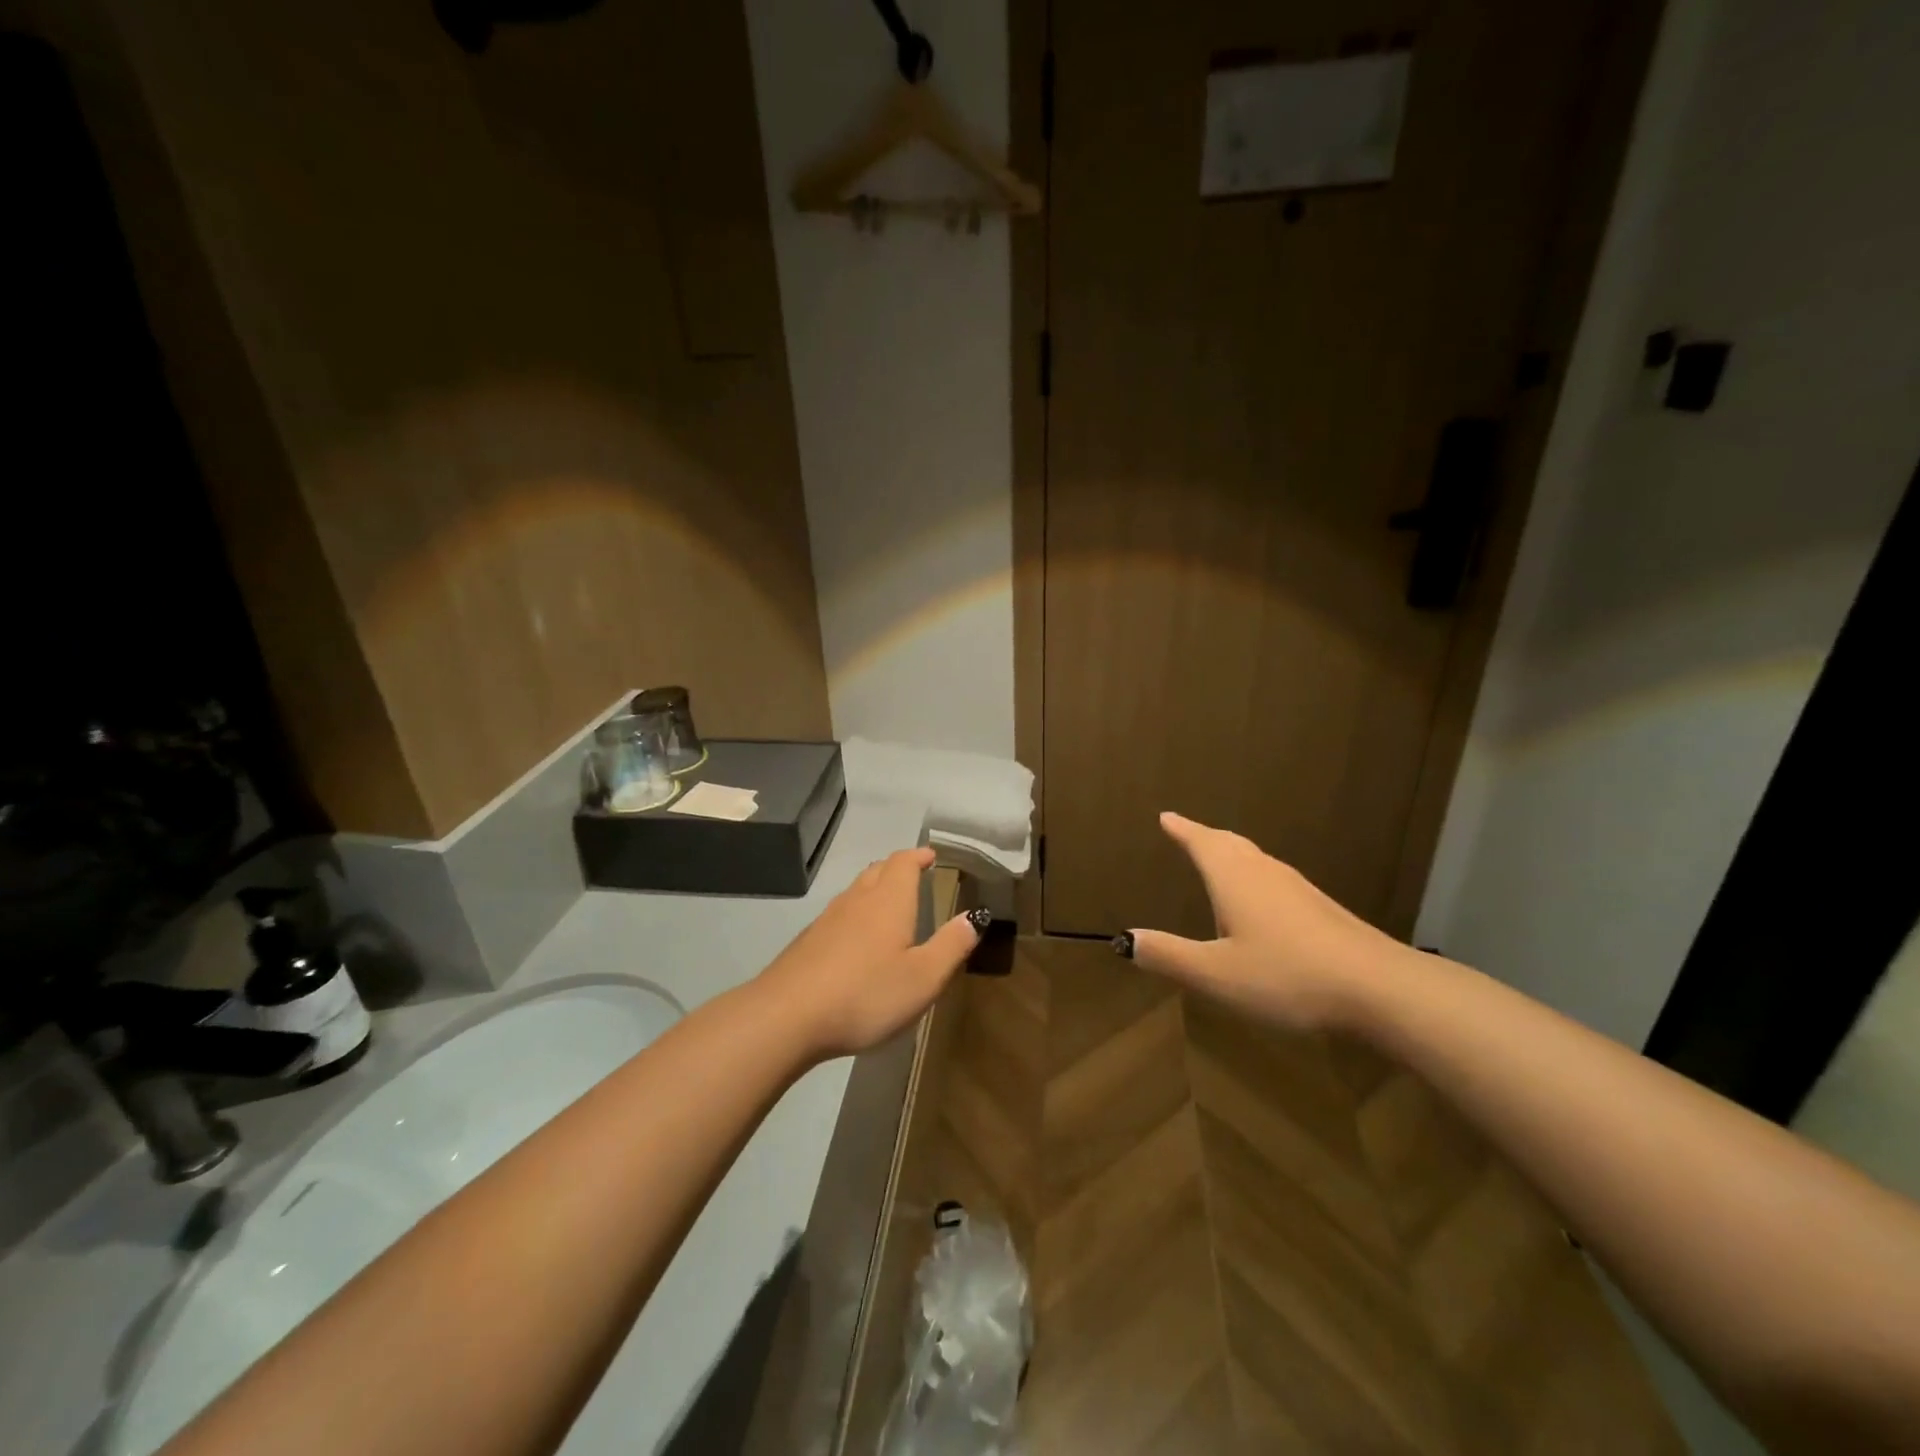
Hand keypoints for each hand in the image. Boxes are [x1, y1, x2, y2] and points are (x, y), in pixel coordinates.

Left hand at [753, 847, 983, 1059]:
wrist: (786, 1017)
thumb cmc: (865, 994)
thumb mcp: (923, 977)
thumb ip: (951, 945)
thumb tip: (975, 916)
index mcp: (888, 901)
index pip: (903, 863)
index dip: (918, 856)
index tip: (930, 856)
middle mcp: (857, 900)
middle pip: (877, 870)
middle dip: (897, 868)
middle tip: (914, 874)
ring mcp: (827, 919)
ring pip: (856, 890)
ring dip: (875, 887)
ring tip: (889, 902)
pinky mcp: (808, 942)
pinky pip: (839, 914)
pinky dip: (856, 913)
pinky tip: (857, 939)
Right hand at [1123, 812, 1419, 1031]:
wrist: (1379, 989)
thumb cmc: (1286, 975)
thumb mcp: (1216, 974)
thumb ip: (1169, 956)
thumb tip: (1125, 939)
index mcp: (1234, 878)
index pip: (1201, 843)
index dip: (1182, 830)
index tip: (1166, 816)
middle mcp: (1265, 873)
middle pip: (1230, 844)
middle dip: (1205, 837)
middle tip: (1187, 832)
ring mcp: (1298, 889)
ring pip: (1256, 861)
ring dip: (1231, 855)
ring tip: (1218, 862)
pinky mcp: (1322, 909)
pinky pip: (1274, 880)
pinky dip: (1254, 878)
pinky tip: (1261, 905)